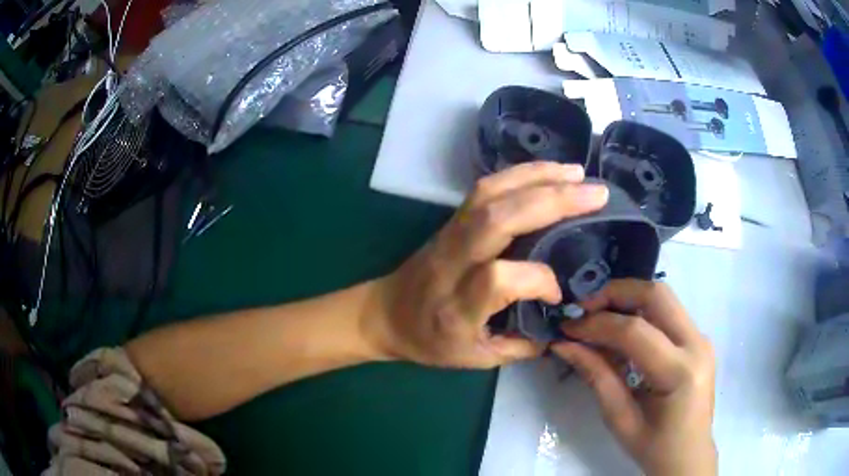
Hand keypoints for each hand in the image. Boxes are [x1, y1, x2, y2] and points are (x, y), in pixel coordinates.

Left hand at [369, 162, 608, 368]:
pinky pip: (485, 188)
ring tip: (577, 173)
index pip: (498, 279)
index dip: (537, 280)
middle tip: (596, 194)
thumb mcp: (474, 360)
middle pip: (496, 219)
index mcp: (455, 307)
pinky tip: (549, 172)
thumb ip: (520, 346)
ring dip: (538, 177)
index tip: (558, 293)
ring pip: (490, 194)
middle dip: (552, 201)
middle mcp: (451, 262)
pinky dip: (520, 174)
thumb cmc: (428, 342)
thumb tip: (562, 325)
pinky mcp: (451, 219)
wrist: (384, 314)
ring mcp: (448, 233)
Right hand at [551, 280, 715, 475]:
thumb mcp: (620, 419)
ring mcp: (701, 338)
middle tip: (584, 308)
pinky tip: (620, 332)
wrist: (688, 455)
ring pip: (663, 298)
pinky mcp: (697, 339)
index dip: (597, 324)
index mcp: (680, 373)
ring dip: (627, 299)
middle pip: (656, 295)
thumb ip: (596, 377)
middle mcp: (697, 344)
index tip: (568, 326)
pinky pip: (667, 313)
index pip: (636, 332)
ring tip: (597, 317)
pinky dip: (640, 312)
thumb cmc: (654, 447)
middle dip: (616, 293)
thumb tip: (564, 345)